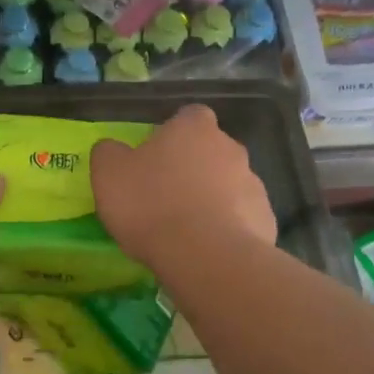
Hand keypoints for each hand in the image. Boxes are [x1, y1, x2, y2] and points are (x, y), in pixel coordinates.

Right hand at [91, 105, 276, 264]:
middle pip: (211, 151)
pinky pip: (242, 218)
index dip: (172, 135)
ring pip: (228, 185)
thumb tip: (113, 149)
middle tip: (167, 197)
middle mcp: (230, 147)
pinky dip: (227, 228)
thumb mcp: (109, 174)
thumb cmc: (152, 205)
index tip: (155, 158)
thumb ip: (109, 153)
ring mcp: (253, 183)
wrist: (205, 256)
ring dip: (212, 199)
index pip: (188, 116)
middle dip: (194, 168)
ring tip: (187, 230)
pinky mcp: (265, 219)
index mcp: (193, 128)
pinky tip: (207, 249)